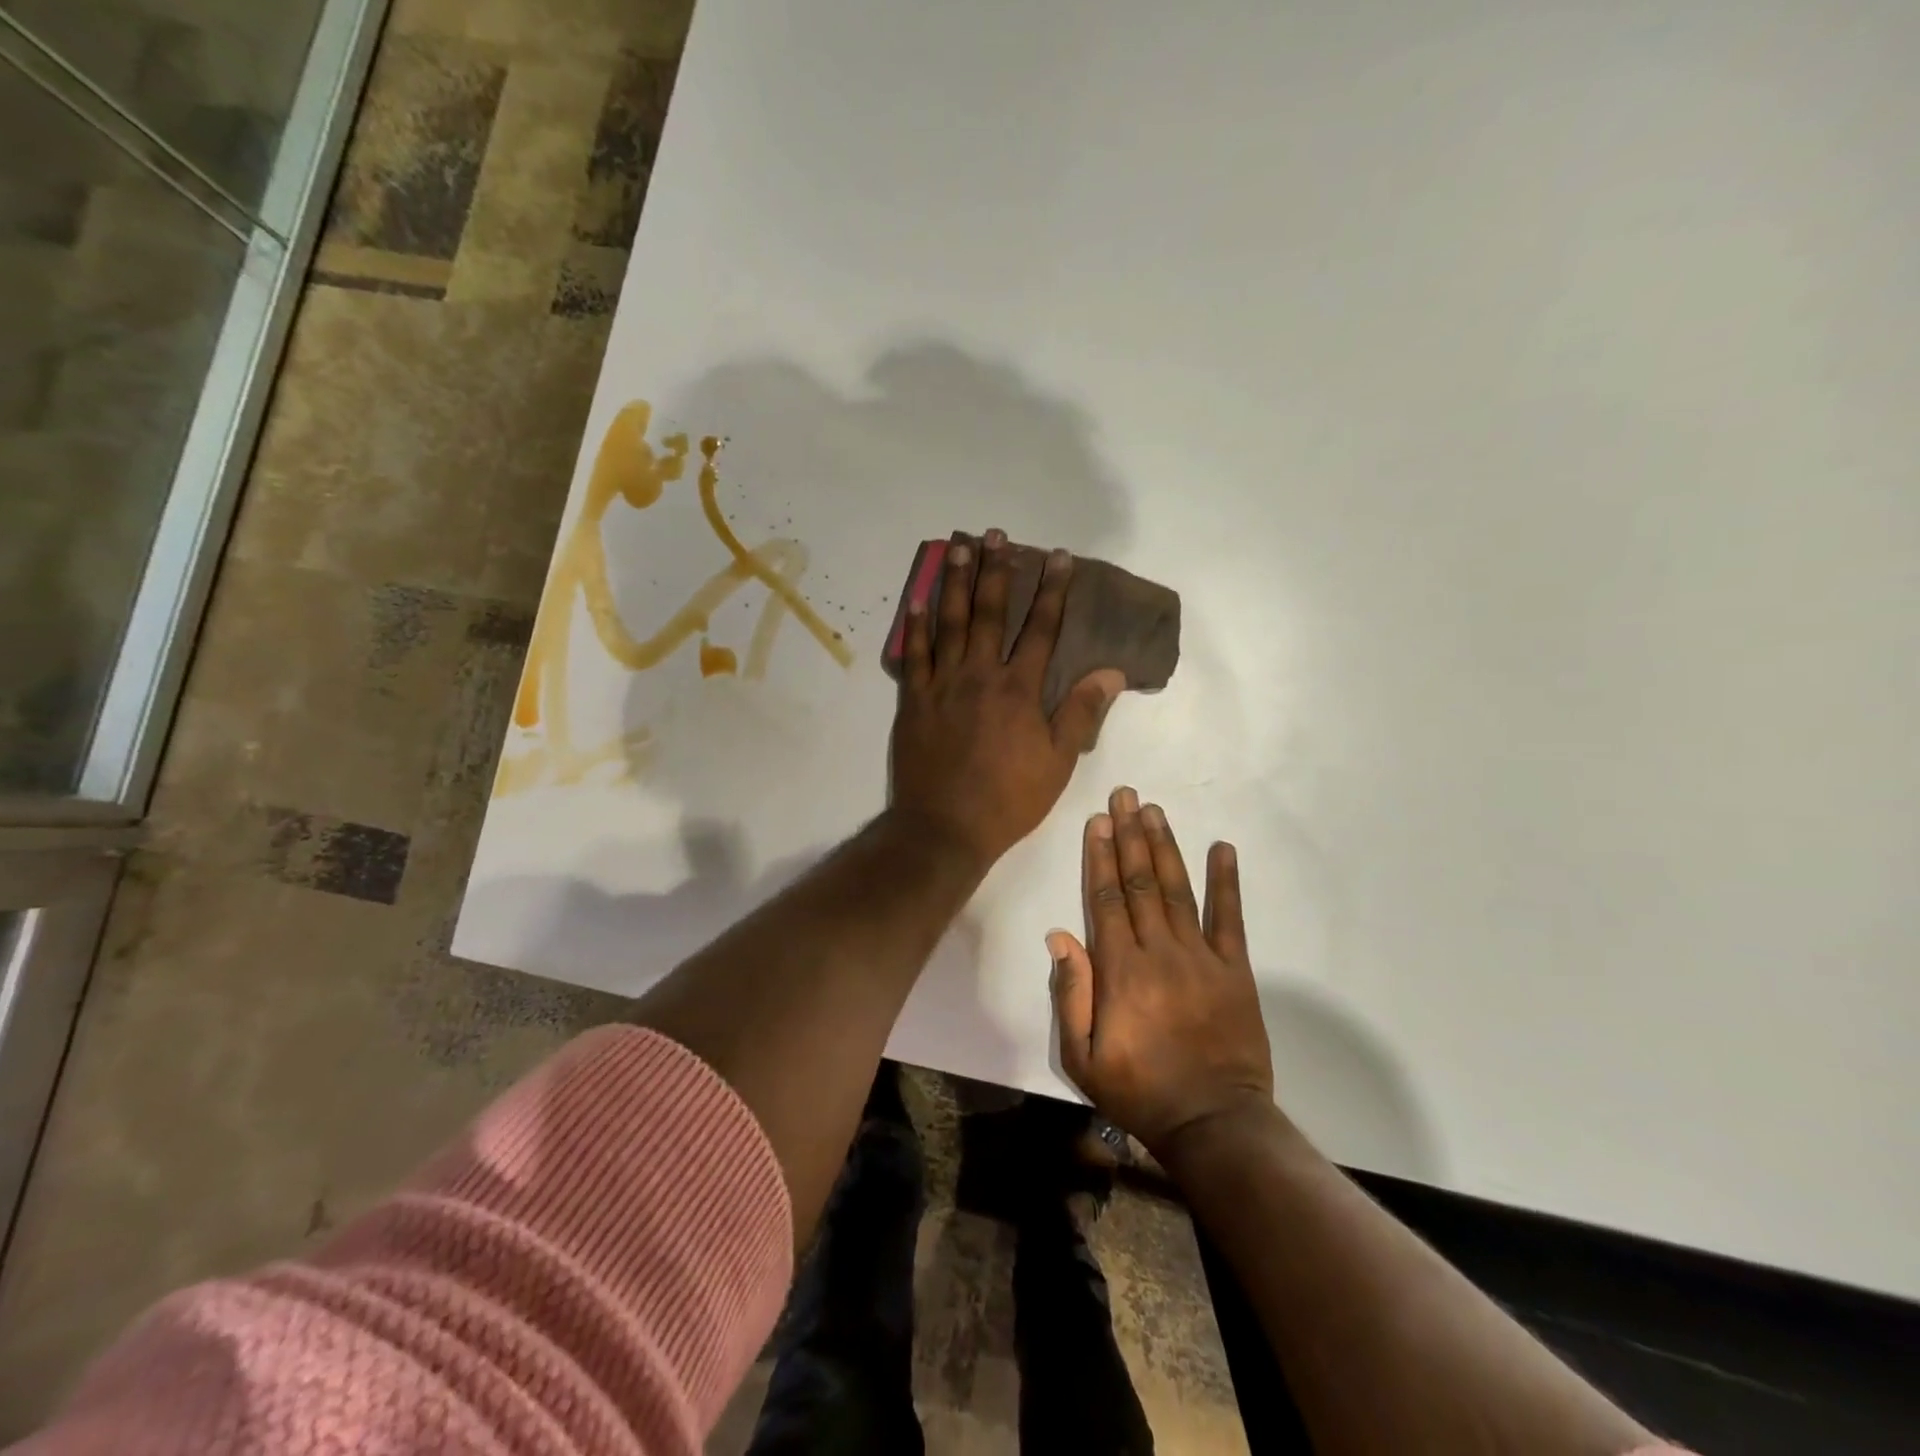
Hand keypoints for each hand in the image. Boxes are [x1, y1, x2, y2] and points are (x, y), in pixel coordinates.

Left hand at [888, 529, 1123, 870]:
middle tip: (996, 534)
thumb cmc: (1009, 798)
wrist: (946, 827)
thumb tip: (1111, 671)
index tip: (1060, 557)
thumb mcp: (1058, 761)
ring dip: (955, 582)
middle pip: (991, 612)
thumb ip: (1081, 712)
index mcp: (1019, 689)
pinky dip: (915, 626)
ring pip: (950, 622)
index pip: (1042, 628)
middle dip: (997, 570)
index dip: (1054, 590)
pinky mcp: (913, 700)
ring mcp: (942, 684)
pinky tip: (916, 599)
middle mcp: (980, 675)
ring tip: (958, 546)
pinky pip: (913, 655)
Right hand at [1049, 786, 1275, 1156]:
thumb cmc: (1138, 1091)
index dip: (1099, 857)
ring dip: (1164, 846)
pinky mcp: (1235, 969)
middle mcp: (1159, 951)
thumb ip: (1071, 994)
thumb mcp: (1081, 1056)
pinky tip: (1222, 848)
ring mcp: (1201, 957)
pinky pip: (1230, 918)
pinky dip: (1226, 881)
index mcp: (1120, 970)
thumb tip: (1060, 935)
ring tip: (1154, 811)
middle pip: (1139, 882)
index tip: (1097, 821)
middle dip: (1129, 835)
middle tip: (1124, 796)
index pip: (1106, 899)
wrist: (1213, 1123)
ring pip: (1177, 889)